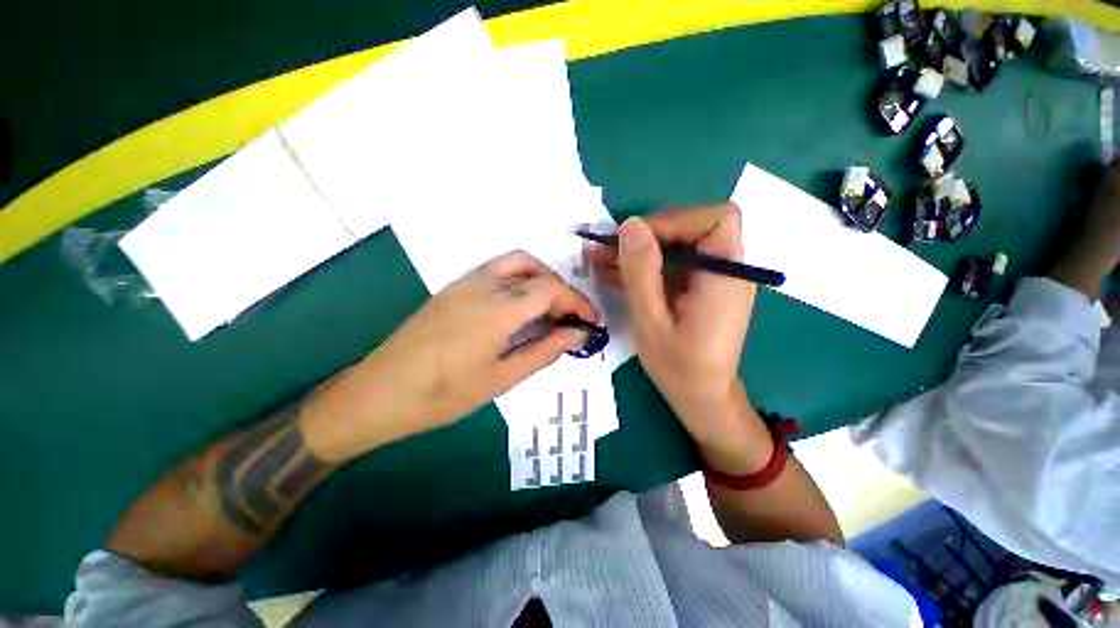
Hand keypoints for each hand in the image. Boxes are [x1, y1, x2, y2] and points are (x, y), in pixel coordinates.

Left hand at [303, 251, 598, 461]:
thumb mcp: (503, 378)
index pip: (551, 289)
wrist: (380, 392)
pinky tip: (518, 309)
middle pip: (536, 271)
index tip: (591, 322)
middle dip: (561, 291)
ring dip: (540, 280)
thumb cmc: (444, 393)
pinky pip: (497, 271)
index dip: (577, 303)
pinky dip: (519, 281)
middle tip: (569, 318)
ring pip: (516, 264)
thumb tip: (578, 334)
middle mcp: (484, 284)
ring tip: (548, 310)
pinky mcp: (454, 288)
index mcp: (498, 308)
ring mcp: (465, 282)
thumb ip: (545, 350)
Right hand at [589, 204, 771, 471]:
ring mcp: (713, 279)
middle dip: (648, 236)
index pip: (716, 219)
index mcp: (724, 277)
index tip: (637, 241)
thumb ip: (641, 273)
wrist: (702, 398)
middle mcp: (727, 271)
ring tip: (600, 260)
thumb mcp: (651, 321)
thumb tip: (630, 225)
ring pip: (678, 246)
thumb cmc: (679, 368)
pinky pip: (673, 265)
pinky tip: (615, 275)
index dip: (676, 221)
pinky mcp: (700, 288)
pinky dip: (645, 267)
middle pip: (693, 228)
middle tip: (608, 251)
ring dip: (639, 251)